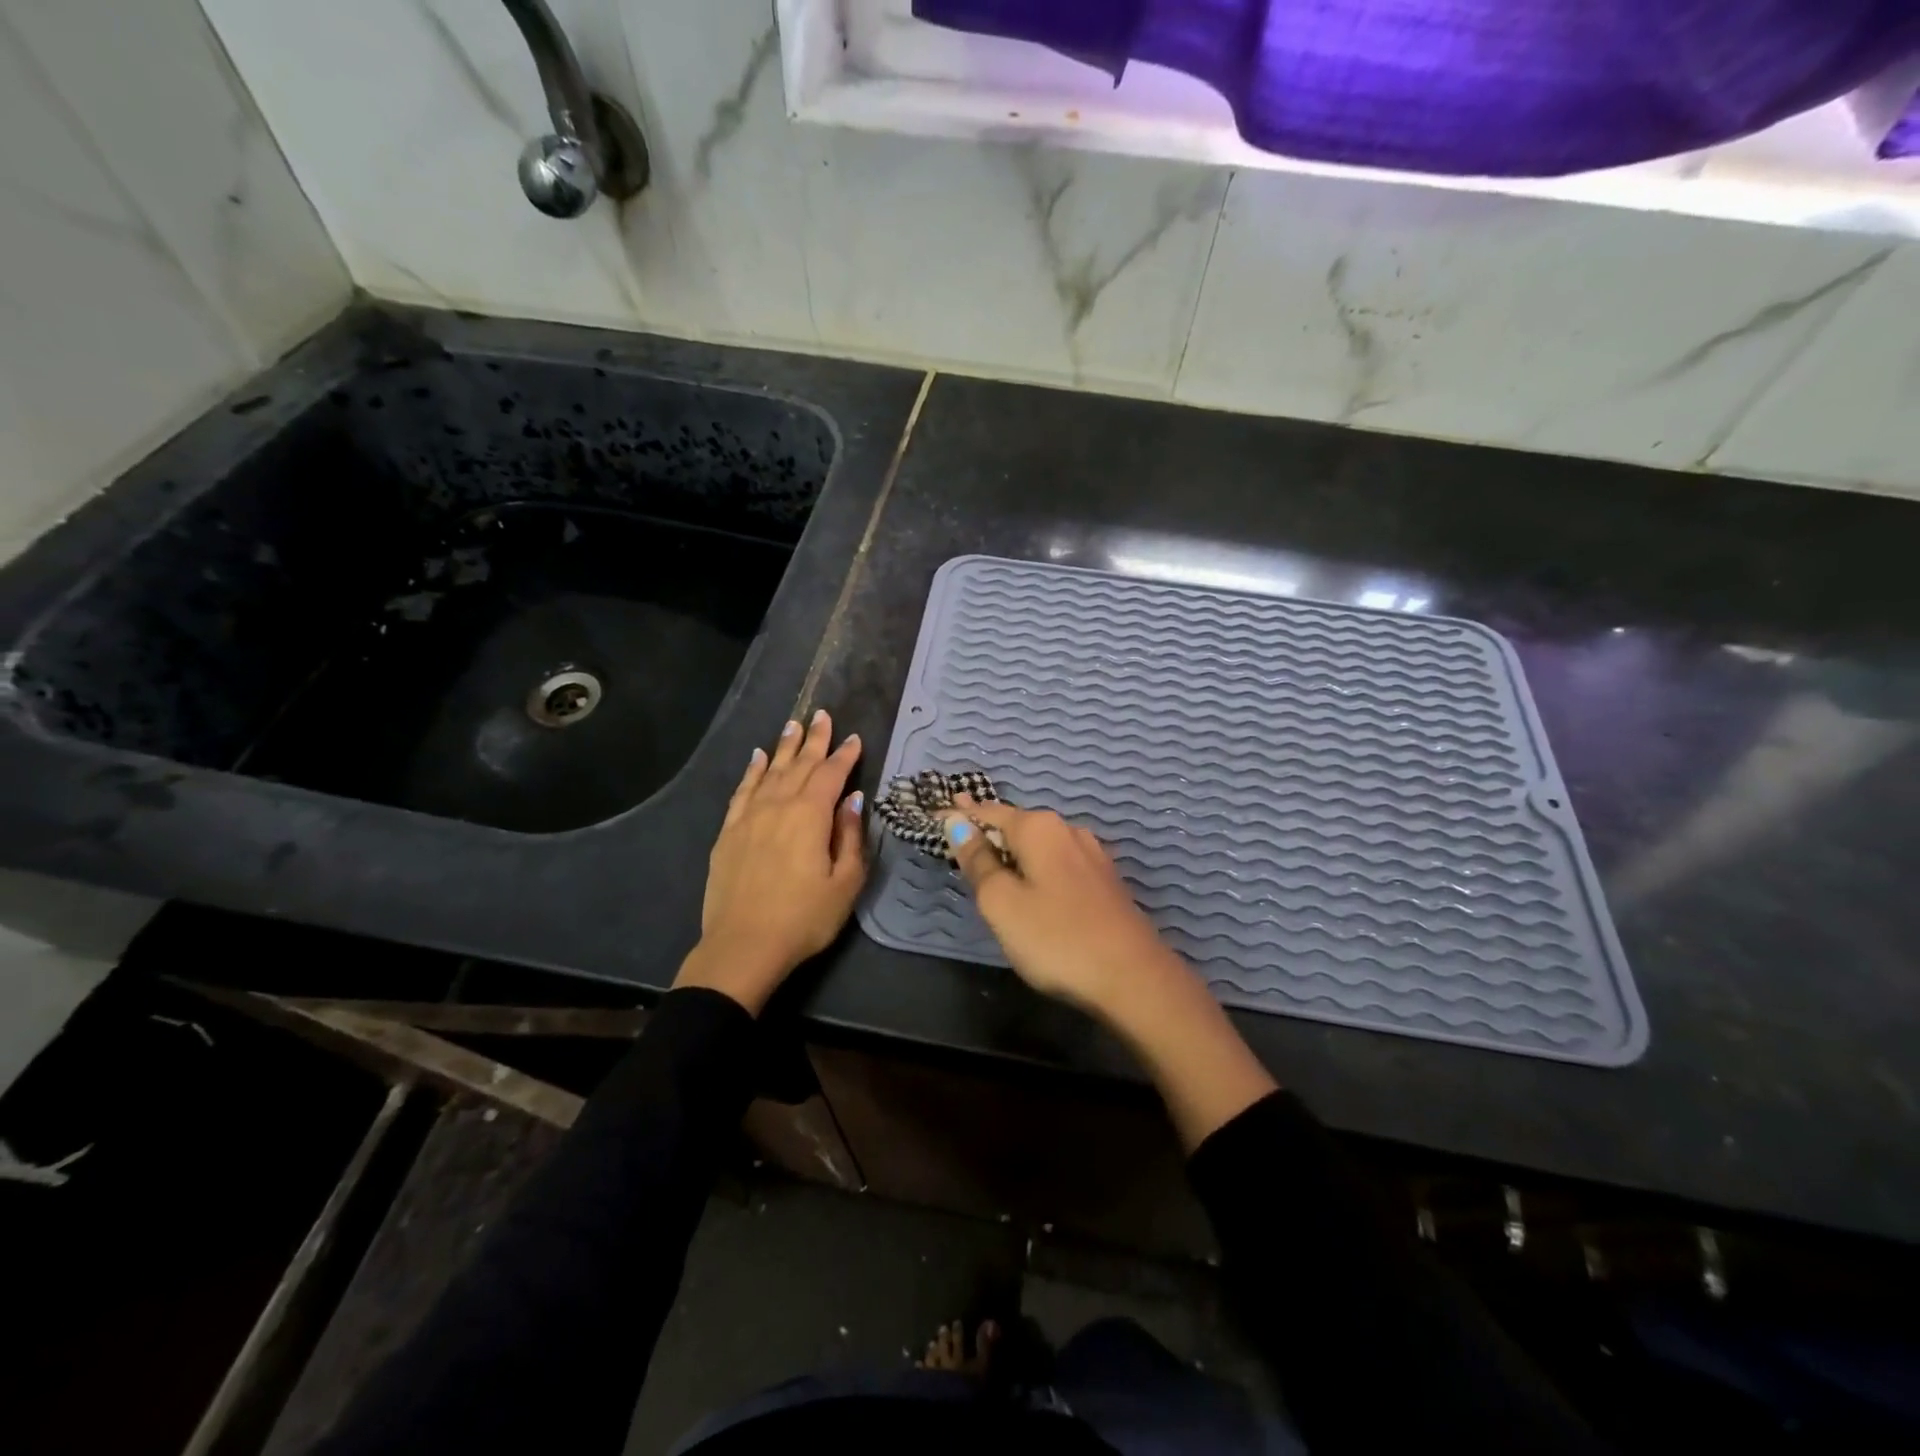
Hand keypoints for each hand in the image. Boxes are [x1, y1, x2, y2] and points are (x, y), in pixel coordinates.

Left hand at [675, 710, 865, 1013]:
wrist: (743, 946)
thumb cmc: (804, 918)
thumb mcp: (845, 883)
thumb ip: (851, 837)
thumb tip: (852, 799)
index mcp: (810, 816)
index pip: (831, 774)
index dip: (845, 755)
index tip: (855, 738)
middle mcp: (779, 806)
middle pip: (800, 764)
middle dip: (814, 739)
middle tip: (823, 714)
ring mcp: (749, 817)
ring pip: (770, 771)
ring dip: (784, 747)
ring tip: (794, 724)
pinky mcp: (729, 832)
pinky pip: (742, 791)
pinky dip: (753, 771)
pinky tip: (758, 758)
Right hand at [942, 796, 1182, 1017]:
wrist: (1134, 978)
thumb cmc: (1056, 938)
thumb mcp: (1001, 903)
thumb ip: (978, 861)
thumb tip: (956, 822)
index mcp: (1039, 828)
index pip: (989, 812)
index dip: (960, 814)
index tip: (936, 813)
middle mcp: (1067, 830)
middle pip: (1016, 824)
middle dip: (988, 828)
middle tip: (958, 833)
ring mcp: (1092, 855)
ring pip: (1040, 844)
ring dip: (1013, 849)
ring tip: (990, 857)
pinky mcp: (1105, 881)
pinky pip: (1057, 862)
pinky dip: (1035, 865)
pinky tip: (1031, 880)